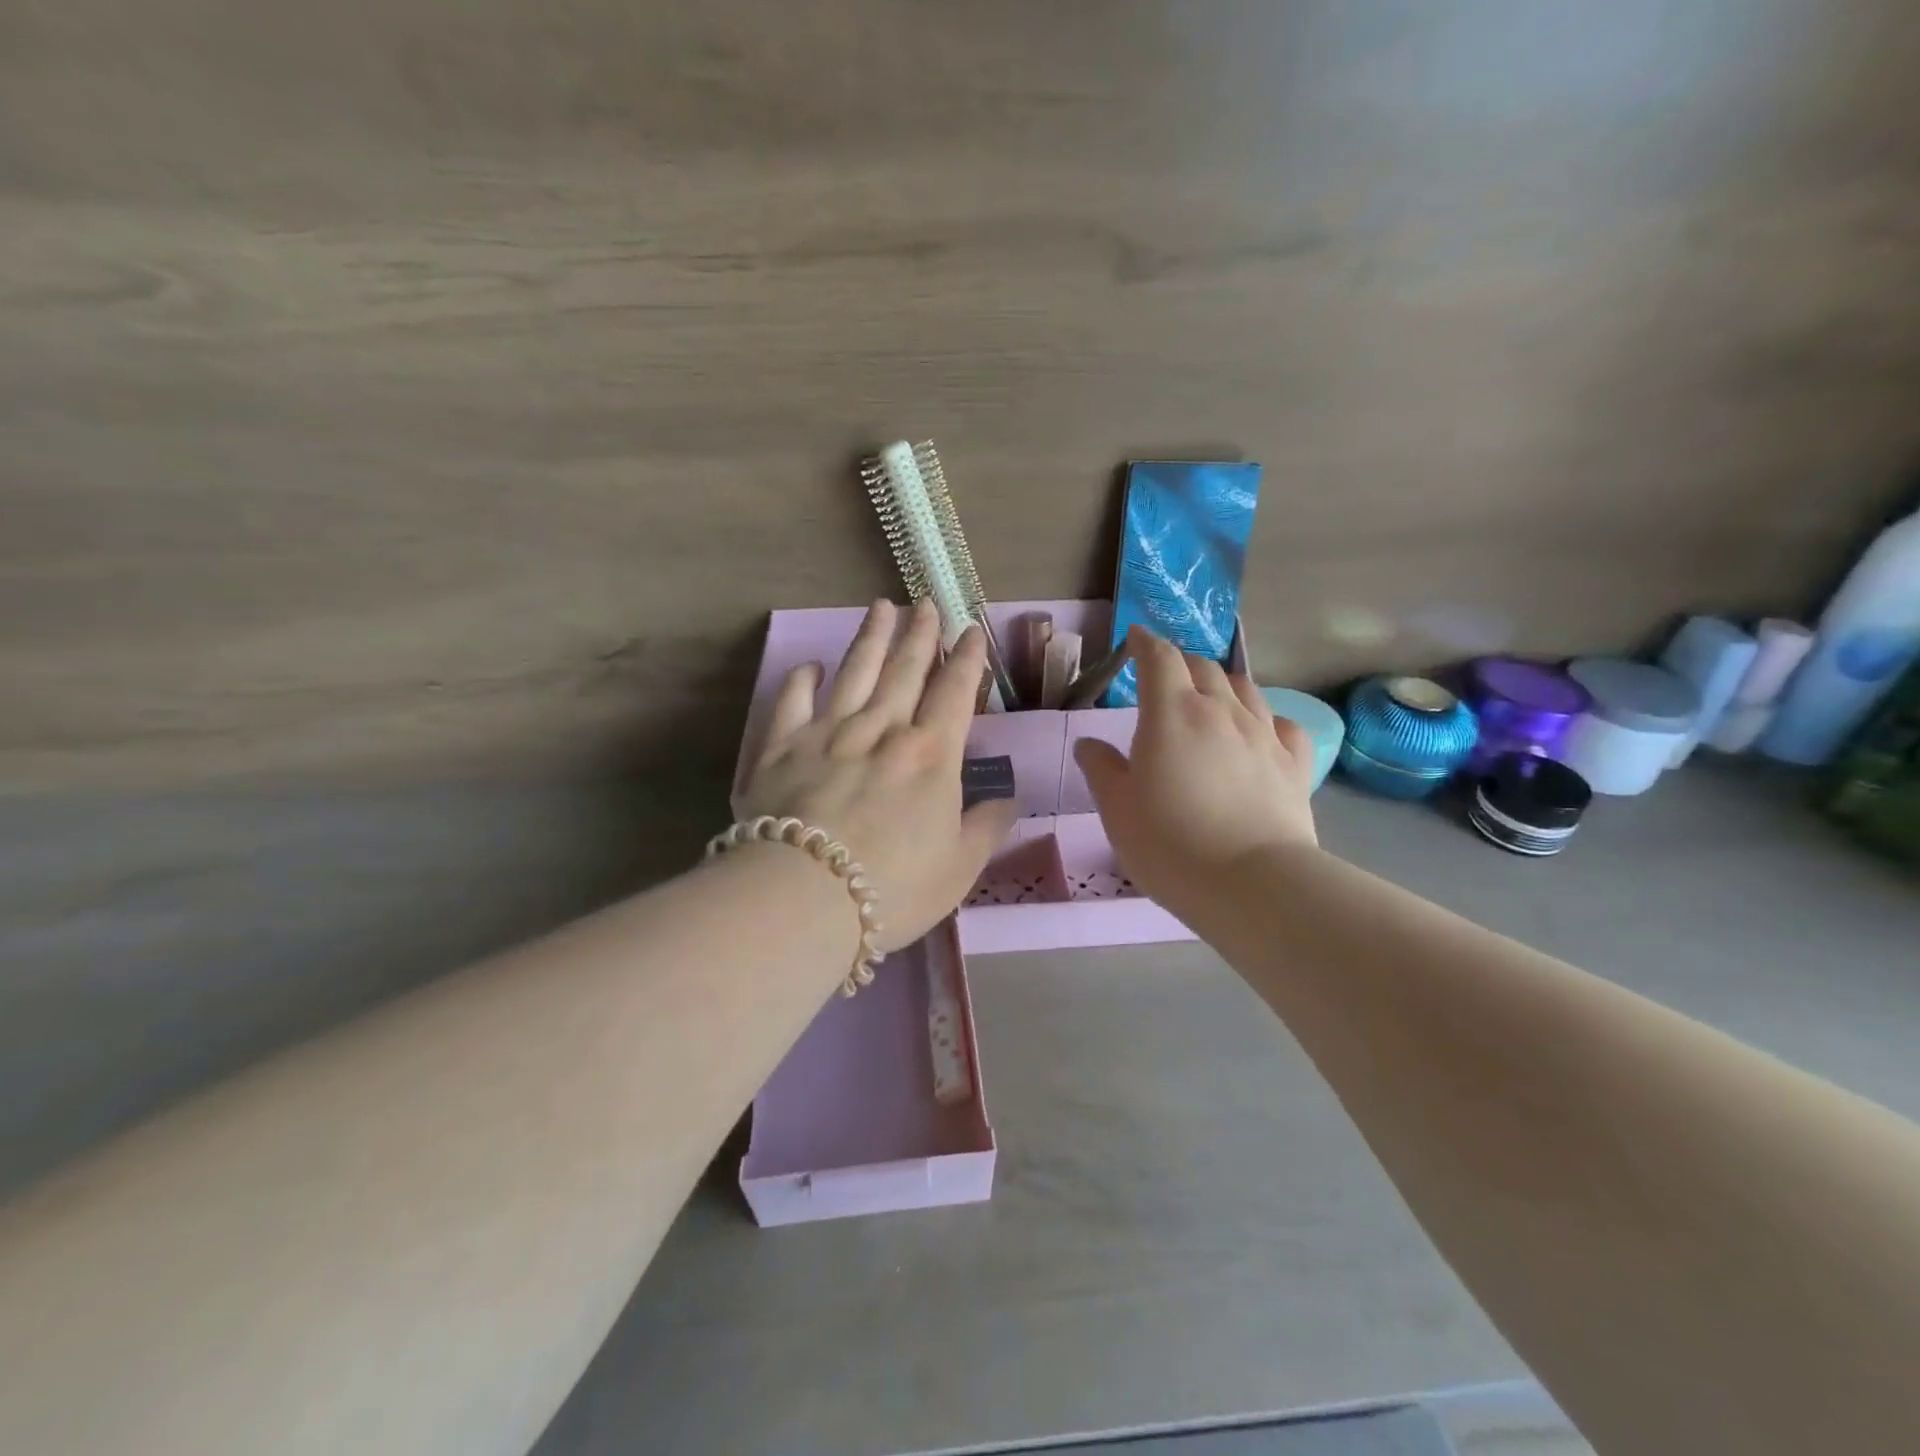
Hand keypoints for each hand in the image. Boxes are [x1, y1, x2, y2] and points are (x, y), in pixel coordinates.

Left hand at [739, 599, 1018, 952]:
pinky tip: (812, 666)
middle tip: (927, 603)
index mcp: (931, 756)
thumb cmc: (893, 887)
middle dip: (920, 635)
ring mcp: (828, 733)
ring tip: (882, 607)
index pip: (954, 694)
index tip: (971, 632)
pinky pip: (792, 701)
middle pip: (905, 671)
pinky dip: (803, 680)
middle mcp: (881, 730)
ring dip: (872, 638)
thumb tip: (1008, 801)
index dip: (966, 661)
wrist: (803, 897)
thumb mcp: (959, 868)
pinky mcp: (780, 748)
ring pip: (855, 673)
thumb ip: (986, 829)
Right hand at [1074, 626, 1317, 917]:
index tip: (1134, 639)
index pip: (1159, 658)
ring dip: (1222, 683)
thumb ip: (1101, 769)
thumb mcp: (1117, 809)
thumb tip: (1089, 744)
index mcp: (1172, 713)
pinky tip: (1259, 732)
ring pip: (1245, 688)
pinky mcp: (1294, 764)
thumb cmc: (1169, 844)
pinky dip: (1265, 718)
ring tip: (1210, 697)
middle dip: (1180, 663)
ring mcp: (1263, 735)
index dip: (1145, 643)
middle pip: (1203, 666)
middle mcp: (1221, 711)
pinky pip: (1282, 724)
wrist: (1251, 885)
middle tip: (1165, 677)